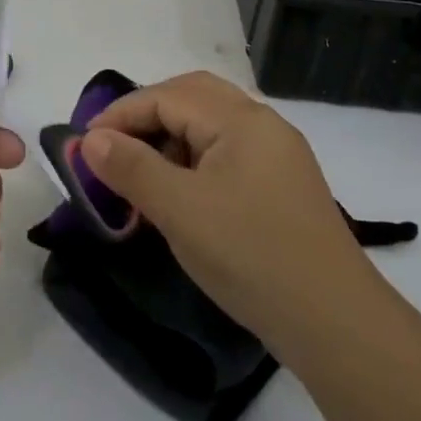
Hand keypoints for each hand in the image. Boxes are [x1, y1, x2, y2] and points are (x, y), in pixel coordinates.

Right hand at [80, 71, 370, 359]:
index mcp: (241, 119)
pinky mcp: (283, 185)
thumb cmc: (251, 256)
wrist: (336, 324)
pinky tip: (181, 194)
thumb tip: (91, 140)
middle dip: (146, 115)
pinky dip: (194, 159)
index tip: (84, 144)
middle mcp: (262, 123)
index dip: (121, 114)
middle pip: (192, 97)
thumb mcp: (180, 211)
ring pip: (211, 124)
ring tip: (141, 173)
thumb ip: (132, 168)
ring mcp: (277, 154)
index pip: (167, 96)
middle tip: (112, 146)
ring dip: (170, 137)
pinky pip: (227, 152)